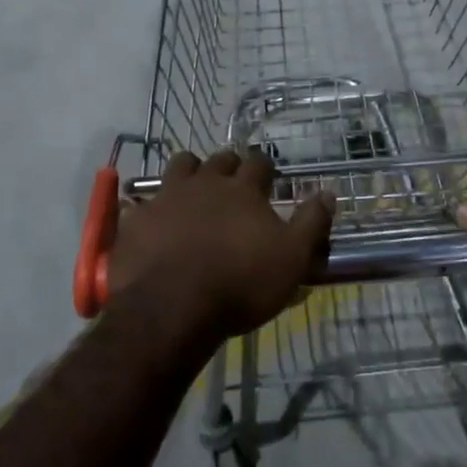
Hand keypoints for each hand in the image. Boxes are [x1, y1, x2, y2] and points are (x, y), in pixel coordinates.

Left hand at [107, 149, 334, 338]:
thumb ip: (311, 223)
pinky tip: (150, 216)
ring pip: (180, 165)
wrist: (172, 306)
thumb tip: (328, 193)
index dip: (265, 168)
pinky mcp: (138, 217)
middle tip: (233, 181)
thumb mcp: (291, 259)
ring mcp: (168, 196)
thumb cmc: (240, 283)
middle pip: (219, 160)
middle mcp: (205, 183)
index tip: (268, 176)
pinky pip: (141, 200)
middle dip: (229, 166)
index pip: (258, 163)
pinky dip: (149, 204)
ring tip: (193, 187)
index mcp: (242, 190)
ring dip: (190, 170)